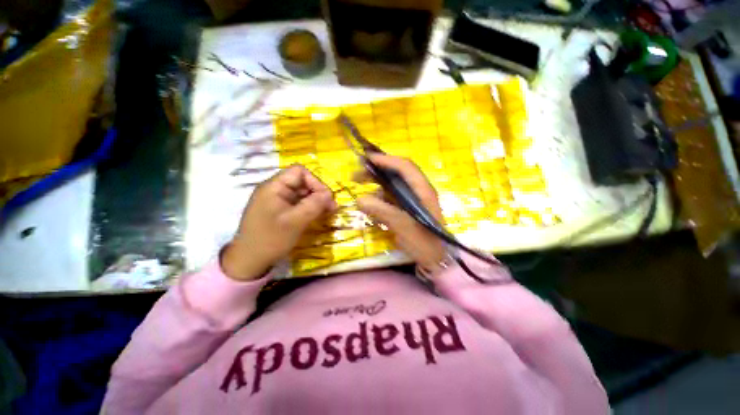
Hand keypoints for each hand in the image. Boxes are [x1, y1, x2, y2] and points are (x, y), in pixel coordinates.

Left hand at [221, 165, 335, 280]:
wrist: (249, 261)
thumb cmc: (271, 239)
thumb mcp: (295, 222)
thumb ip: (314, 205)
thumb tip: (330, 194)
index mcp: (274, 186)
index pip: (299, 172)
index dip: (315, 182)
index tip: (326, 198)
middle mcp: (275, 189)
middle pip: (302, 182)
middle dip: (318, 193)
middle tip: (331, 208)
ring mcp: (277, 200)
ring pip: (302, 193)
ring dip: (315, 201)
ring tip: (327, 213)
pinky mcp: (279, 210)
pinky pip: (297, 203)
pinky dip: (309, 208)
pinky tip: (317, 216)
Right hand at [355, 154, 446, 271]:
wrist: (436, 260)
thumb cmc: (424, 242)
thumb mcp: (402, 225)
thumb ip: (381, 211)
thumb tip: (359, 199)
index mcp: (422, 190)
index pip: (404, 167)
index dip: (386, 160)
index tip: (367, 160)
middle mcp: (418, 190)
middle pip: (396, 174)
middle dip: (376, 173)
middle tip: (357, 177)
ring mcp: (412, 200)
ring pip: (392, 186)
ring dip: (376, 187)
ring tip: (360, 193)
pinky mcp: (407, 209)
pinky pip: (390, 199)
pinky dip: (379, 200)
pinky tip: (371, 207)